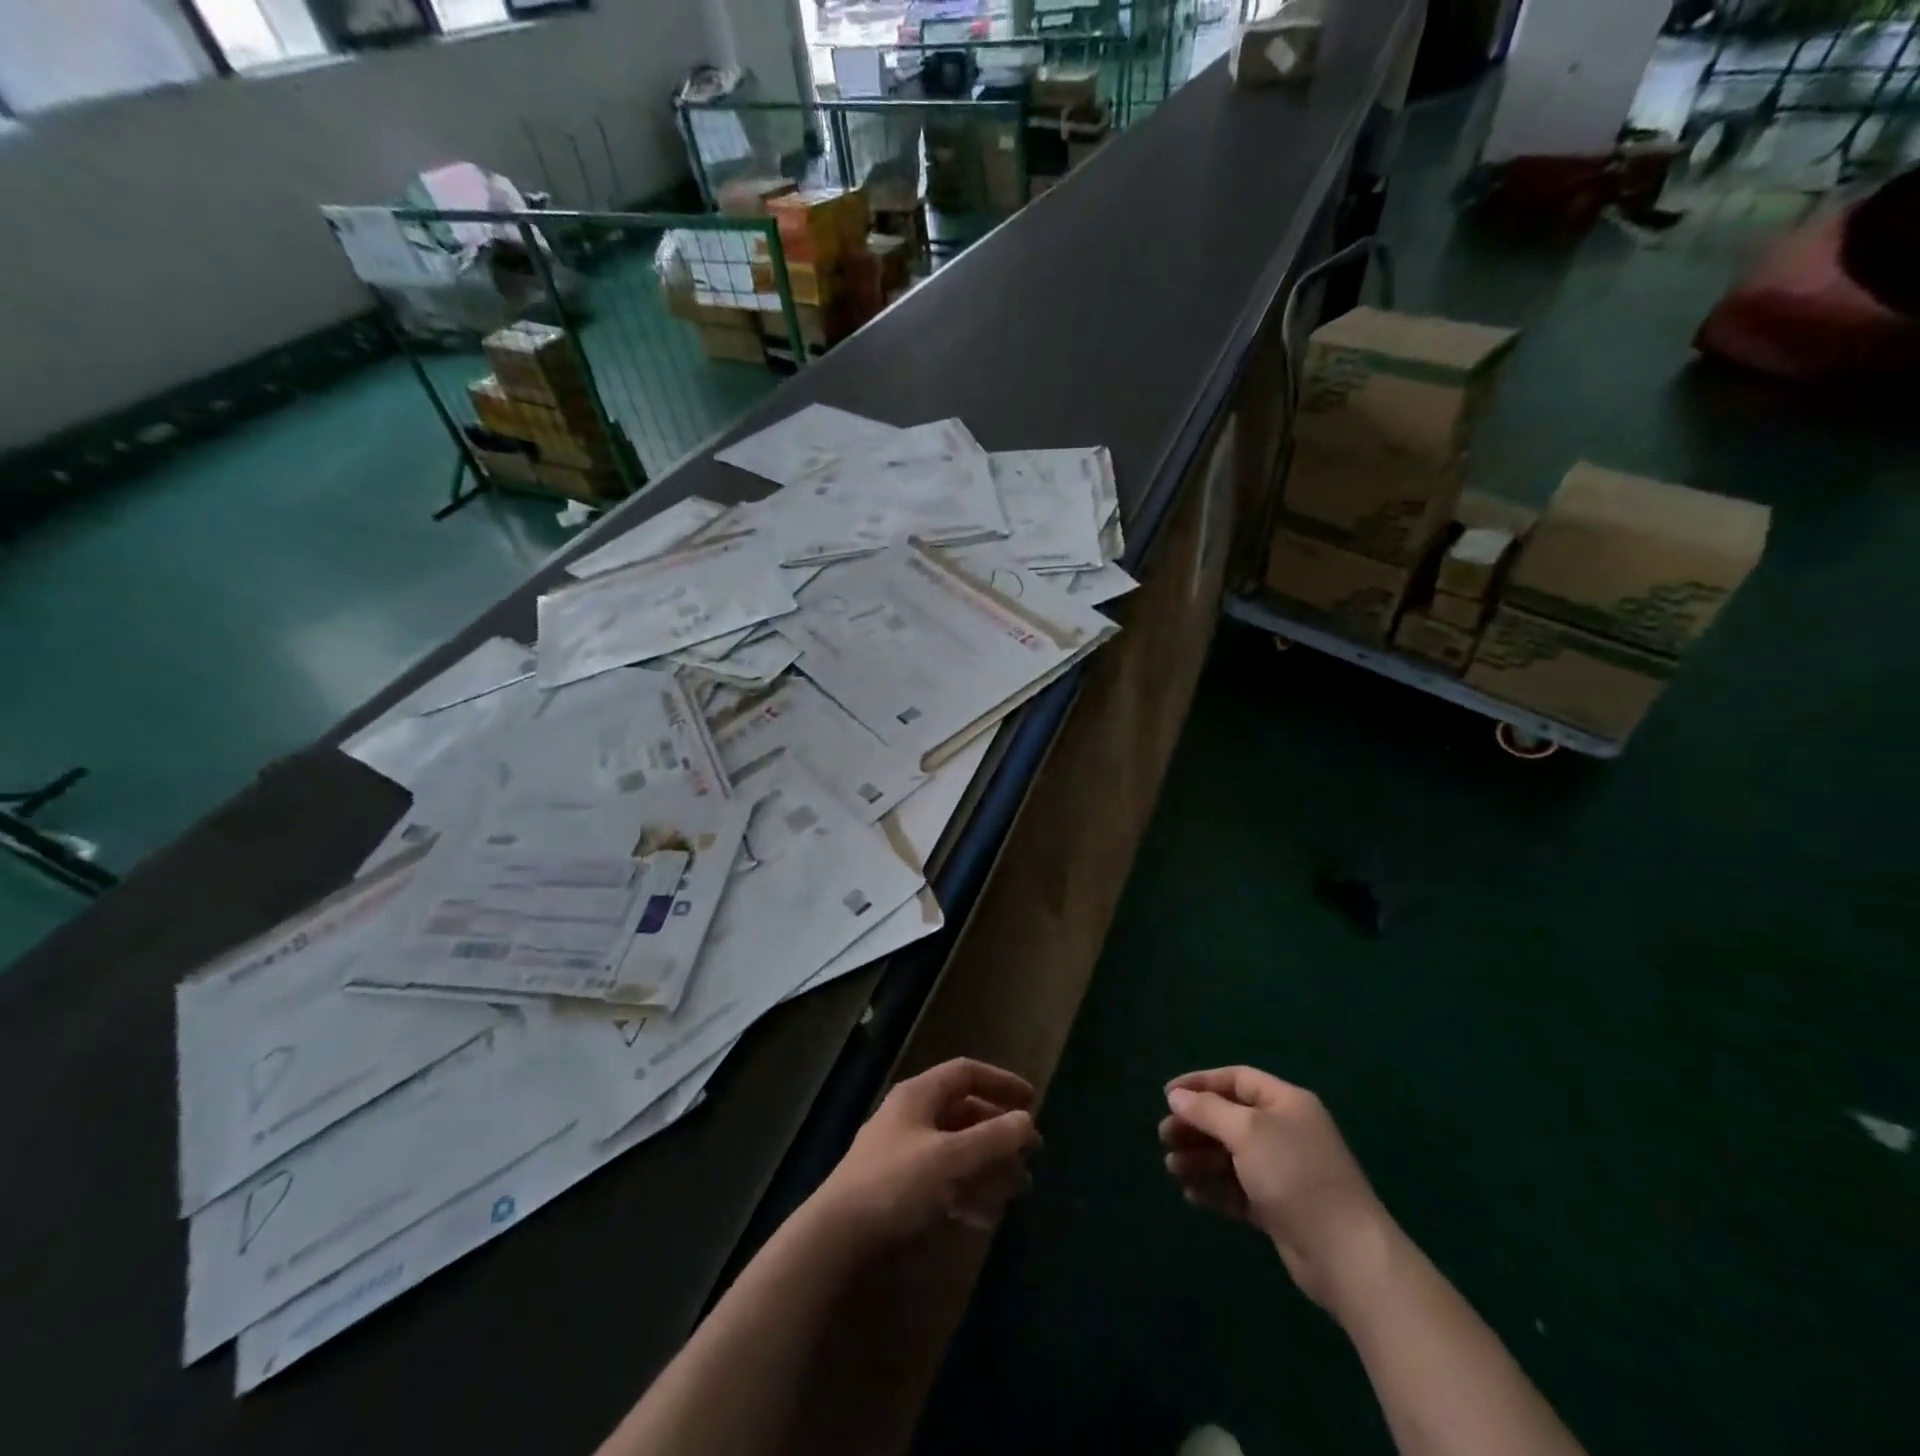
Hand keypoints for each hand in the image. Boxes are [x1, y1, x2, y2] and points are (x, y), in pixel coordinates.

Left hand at [815, 1058, 1040, 1246]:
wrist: (837, 1239)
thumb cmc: (896, 1185)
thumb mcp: (950, 1158)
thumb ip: (992, 1139)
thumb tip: (1027, 1121)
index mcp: (918, 1096)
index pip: (966, 1073)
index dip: (1001, 1082)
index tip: (1032, 1102)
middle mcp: (911, 1118)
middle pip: (964, 1113)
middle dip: (999, 1132)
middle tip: (1031, 1153)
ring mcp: (904, 1156)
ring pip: (957, 1150)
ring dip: (990, 1165)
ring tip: (1020, 1188)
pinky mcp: (900, 1192)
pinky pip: (944, 1182)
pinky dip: (969, 1192)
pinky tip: (989, 1216)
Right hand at [1160, 1066, 1390, 1313]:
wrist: (1346, 1255)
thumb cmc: (1294, 1175)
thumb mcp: (1246, 1132)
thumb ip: (1208, 1111)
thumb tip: (1177, 1096)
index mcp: (1285, 1103)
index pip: (1236, 1080)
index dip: (1200, 1084)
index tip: (1167, 1095)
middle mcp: (1285, 1132)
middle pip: (1230, 1119)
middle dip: (1195, 1126)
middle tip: (1164, 1136)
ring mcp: (1283, 1172)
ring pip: (1231, 1157)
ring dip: (1200, 1159)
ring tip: (1172, 1169)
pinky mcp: (1279, 1208)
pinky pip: (1238, 1190)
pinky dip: (1214, 1189)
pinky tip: (1191, 1195)